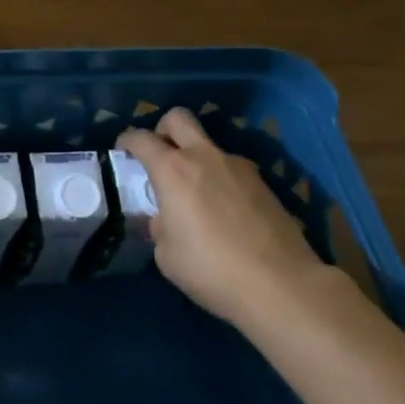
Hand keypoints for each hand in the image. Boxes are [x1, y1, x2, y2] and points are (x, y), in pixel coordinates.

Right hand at [117, 108, 324, 331]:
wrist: (281, 285)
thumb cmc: (212, 269)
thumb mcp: (167, 255)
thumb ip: (160, 227)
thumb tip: (165, 219)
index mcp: (172, 170)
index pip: (141, 138)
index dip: (127, 140)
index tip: (123, 150)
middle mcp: (204, 157)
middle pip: (178, 118)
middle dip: (163, 129)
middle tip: (160, 154)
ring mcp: (238, 167)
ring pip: (209, 146)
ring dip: (197, 159)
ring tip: (197, 195)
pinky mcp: (263, 184)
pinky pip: (232, 170)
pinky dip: (222, 181)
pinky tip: (226, 213)